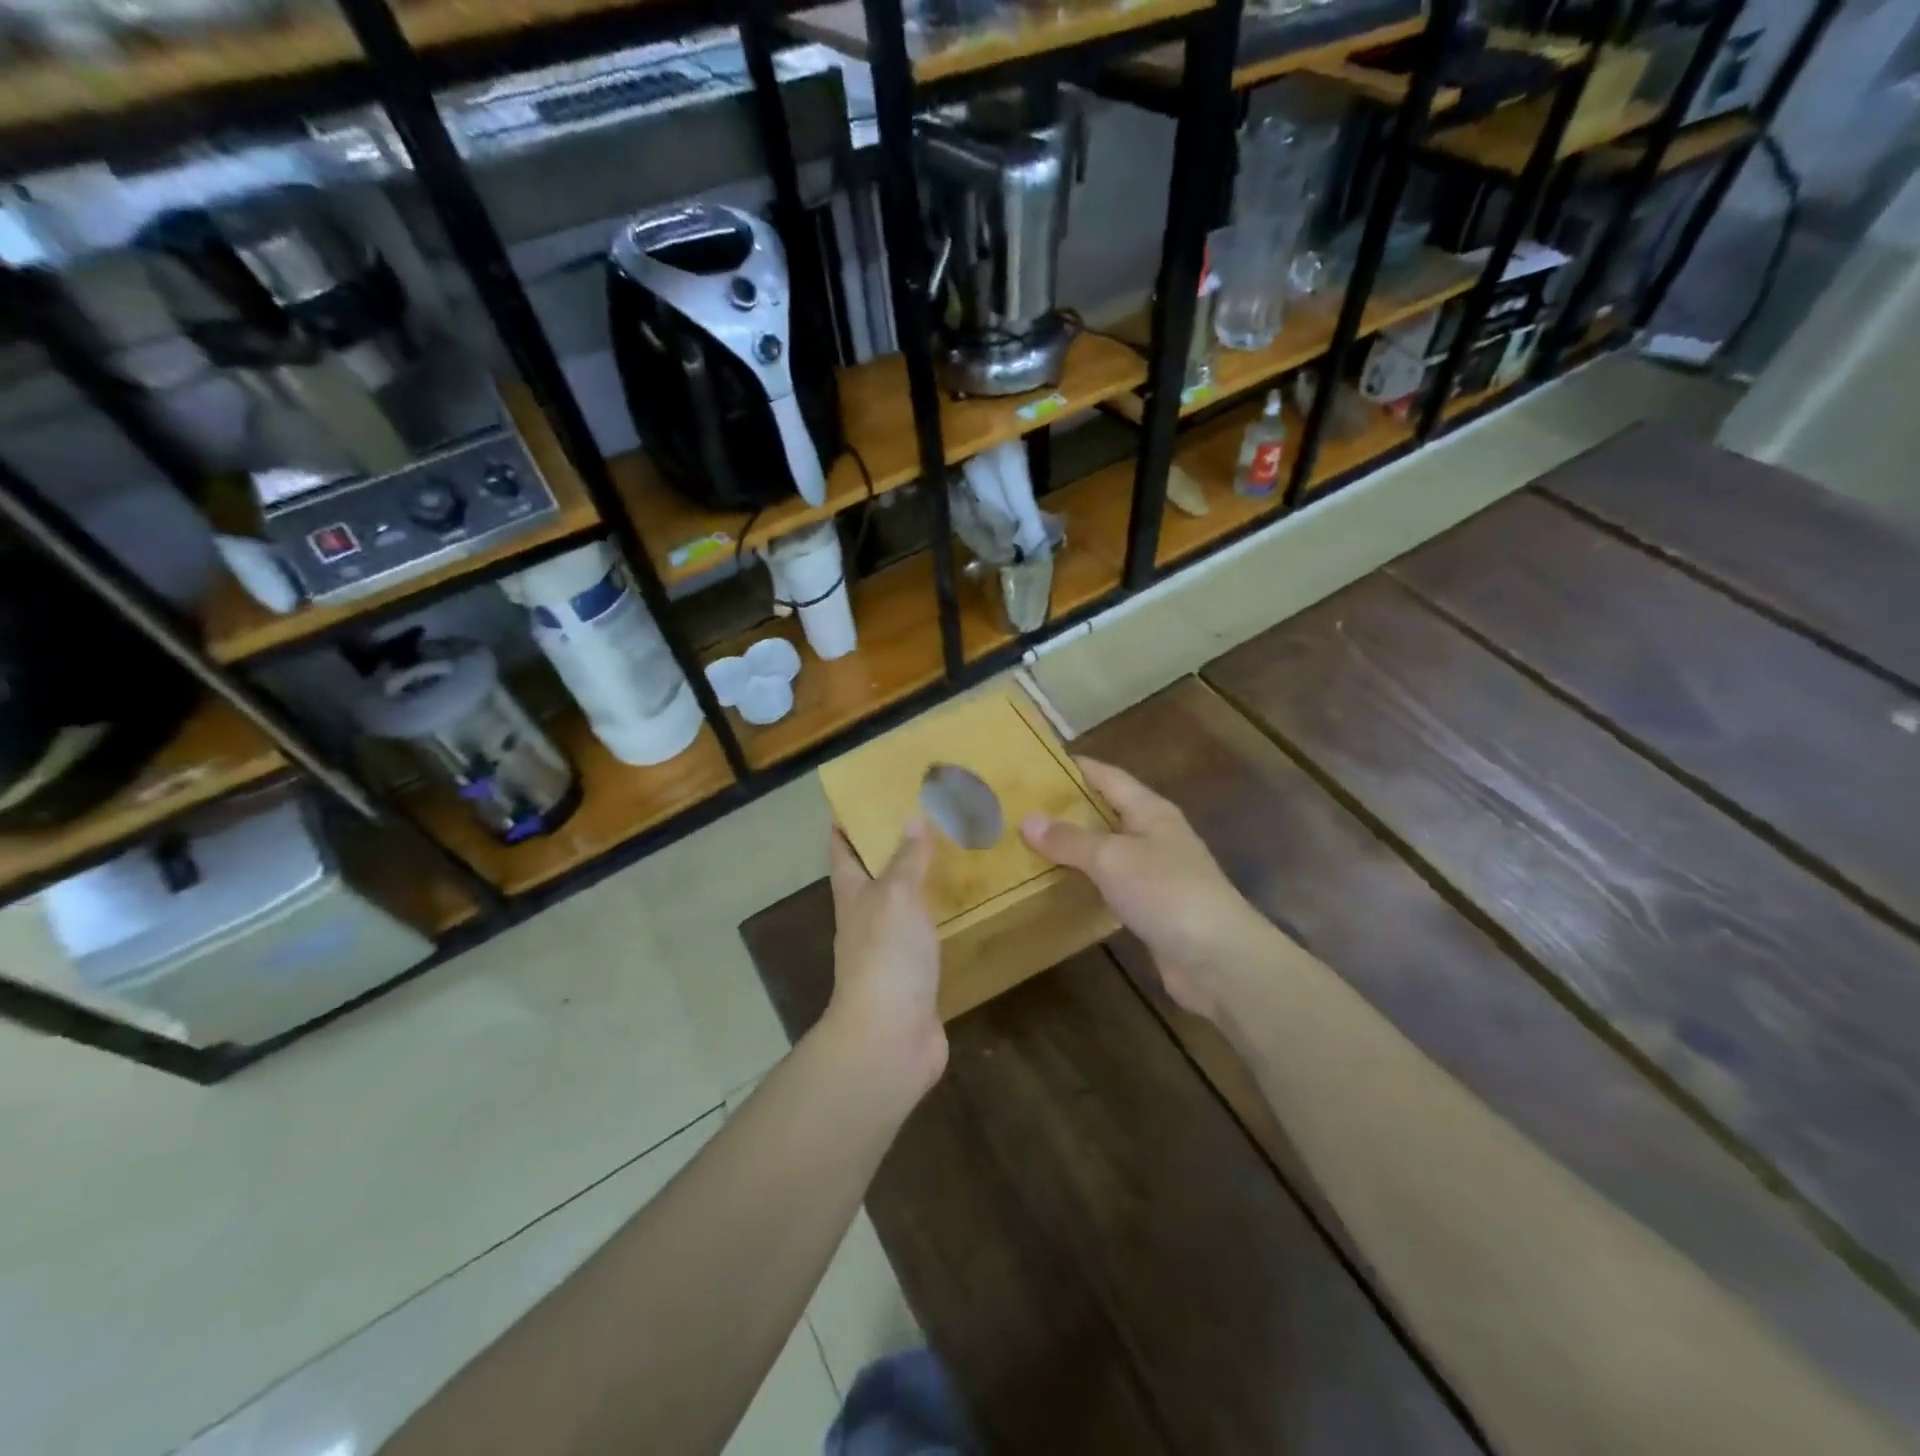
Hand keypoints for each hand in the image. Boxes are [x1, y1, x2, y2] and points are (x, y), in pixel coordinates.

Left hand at [826, 819, 946, 1094]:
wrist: (890, 1038)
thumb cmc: (886, 956)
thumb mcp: (896, 896)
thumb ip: (907, 860)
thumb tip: (913, 818)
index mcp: (853, 897)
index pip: (842, 853)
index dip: (846, 826)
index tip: (860, 800)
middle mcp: (867, 921)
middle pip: (874, 878)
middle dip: (891, 851)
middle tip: (927, 819)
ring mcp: (890, 952)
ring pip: (904, 908)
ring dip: (921, 885)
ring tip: (953, 857)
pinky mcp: (916, 978)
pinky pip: (930, 939)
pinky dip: (943, 920)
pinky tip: (967, 910)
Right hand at [1022, 758, 1271, 1020]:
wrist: (1218, 959)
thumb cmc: (1167, 892)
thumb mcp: (1112, 858)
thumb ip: (1070, 839)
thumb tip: (1028, 819)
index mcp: (1151, 811)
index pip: (1108, 776)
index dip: (1076, 767)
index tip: (1038, 763)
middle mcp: (1155, 836)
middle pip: (1107, 812)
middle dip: (1069, 808)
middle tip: (1022, 807)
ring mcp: (1156, 874)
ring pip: (1108, 850)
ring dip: (1076, 847)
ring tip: (1031, 844)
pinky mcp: (1152, 909)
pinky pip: (1112, 885)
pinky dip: (1087, 881)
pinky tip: (1059, 886)